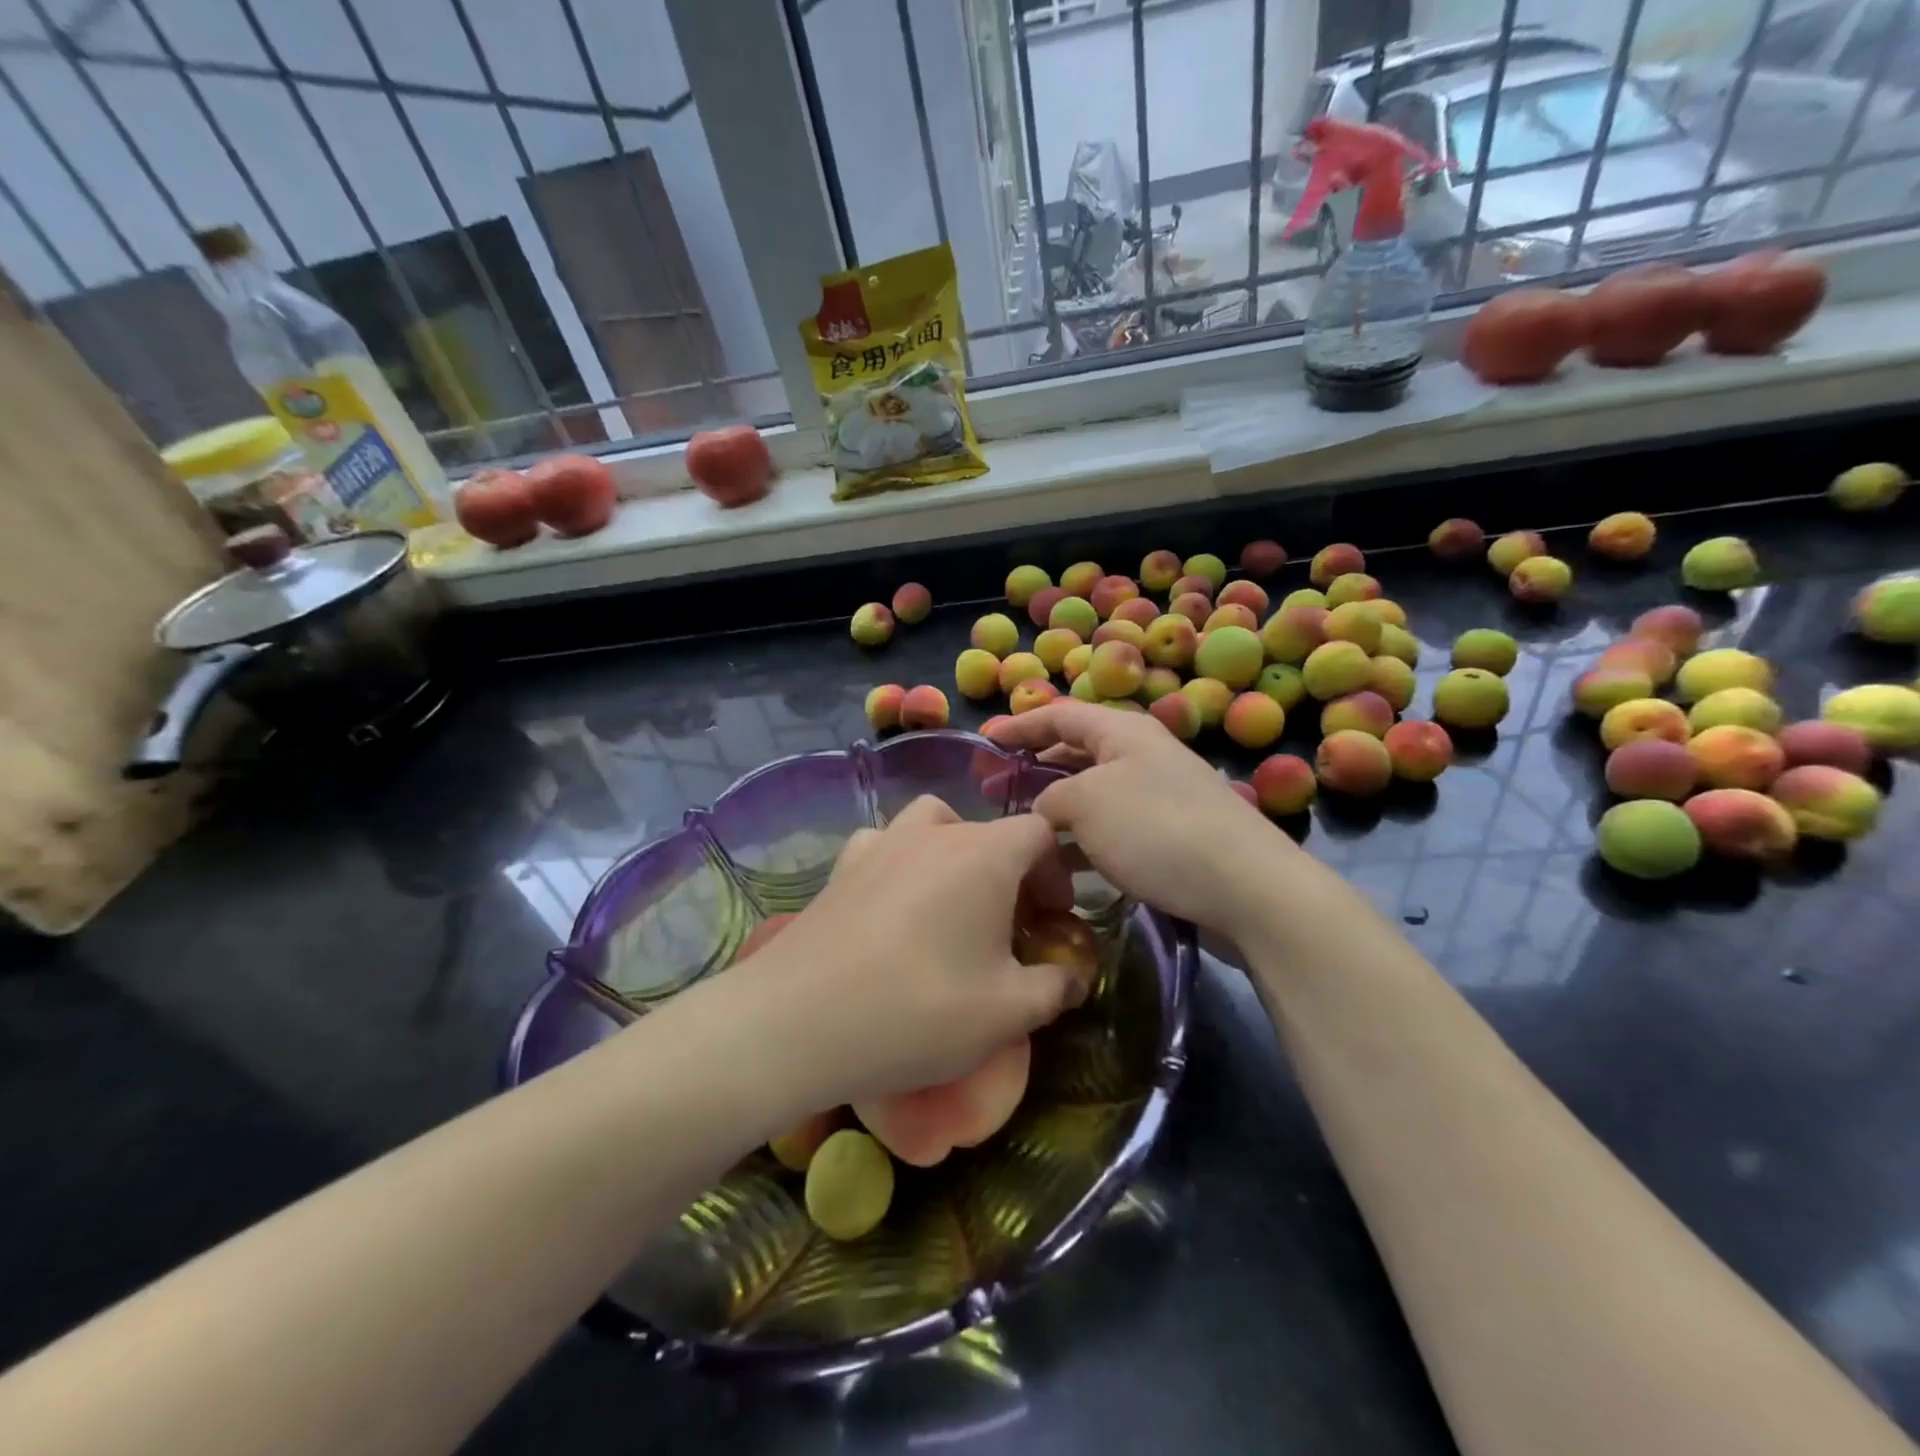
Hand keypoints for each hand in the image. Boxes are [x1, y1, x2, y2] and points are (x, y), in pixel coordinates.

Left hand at [723, 796, 1078, 1113]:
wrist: (798, 1021)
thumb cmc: (919, 1010)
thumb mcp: (1007, 1013)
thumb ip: (1055, 987)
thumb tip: (1074, 975)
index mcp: (983, 854)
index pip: (1038, 832)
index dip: (1056, 871)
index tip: (1052, 920)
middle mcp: (933, 832)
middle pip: (988, 832)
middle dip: (1011, 873)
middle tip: (1010, 928)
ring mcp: (881, 843)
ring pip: (934, 825)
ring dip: (955, 855)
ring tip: (952, 904)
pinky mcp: (842, 866)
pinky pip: (886, 845)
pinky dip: (902, 862)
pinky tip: (894, 905)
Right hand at [986, 700, 1293, 940]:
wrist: (1247, 888)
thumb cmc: (1156, 829)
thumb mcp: (1086, 802)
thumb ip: (1050, 798)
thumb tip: (1044, 811)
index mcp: (1123, 732)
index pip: (1060, 715)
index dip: (1019, 725)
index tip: (984, 741)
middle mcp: (1143, 756)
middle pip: (1077, 752)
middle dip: (1034, 768)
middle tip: (994, 792)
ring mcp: (1161, 797)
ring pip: (1094, 794)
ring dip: (1057, 809)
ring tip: (1022, 832)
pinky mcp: (1172, 837)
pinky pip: (1114, 828)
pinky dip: (1084, 839)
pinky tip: (1065, 865)